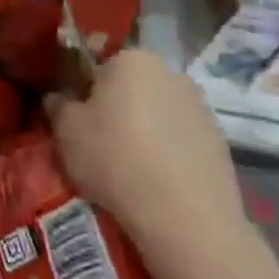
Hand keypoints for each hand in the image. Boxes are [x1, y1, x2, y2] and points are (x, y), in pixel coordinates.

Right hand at [50, 49, 243, 254]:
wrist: (188, 221)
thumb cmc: (116, 159)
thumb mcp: (66, 130)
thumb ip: (58, 104)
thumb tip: (60, 98)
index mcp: (132, 59)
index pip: (96, 57)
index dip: (80, 81)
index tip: (73, 109)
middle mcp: (170, 73)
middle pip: (130, 84)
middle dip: (114, 104)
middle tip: (96, 138)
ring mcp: (200, 109)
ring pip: (156, 111)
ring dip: (142, 128)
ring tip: (127, 166)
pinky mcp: (220, 145)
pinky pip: (179, 140)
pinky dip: (166, 152)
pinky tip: (155, 182)